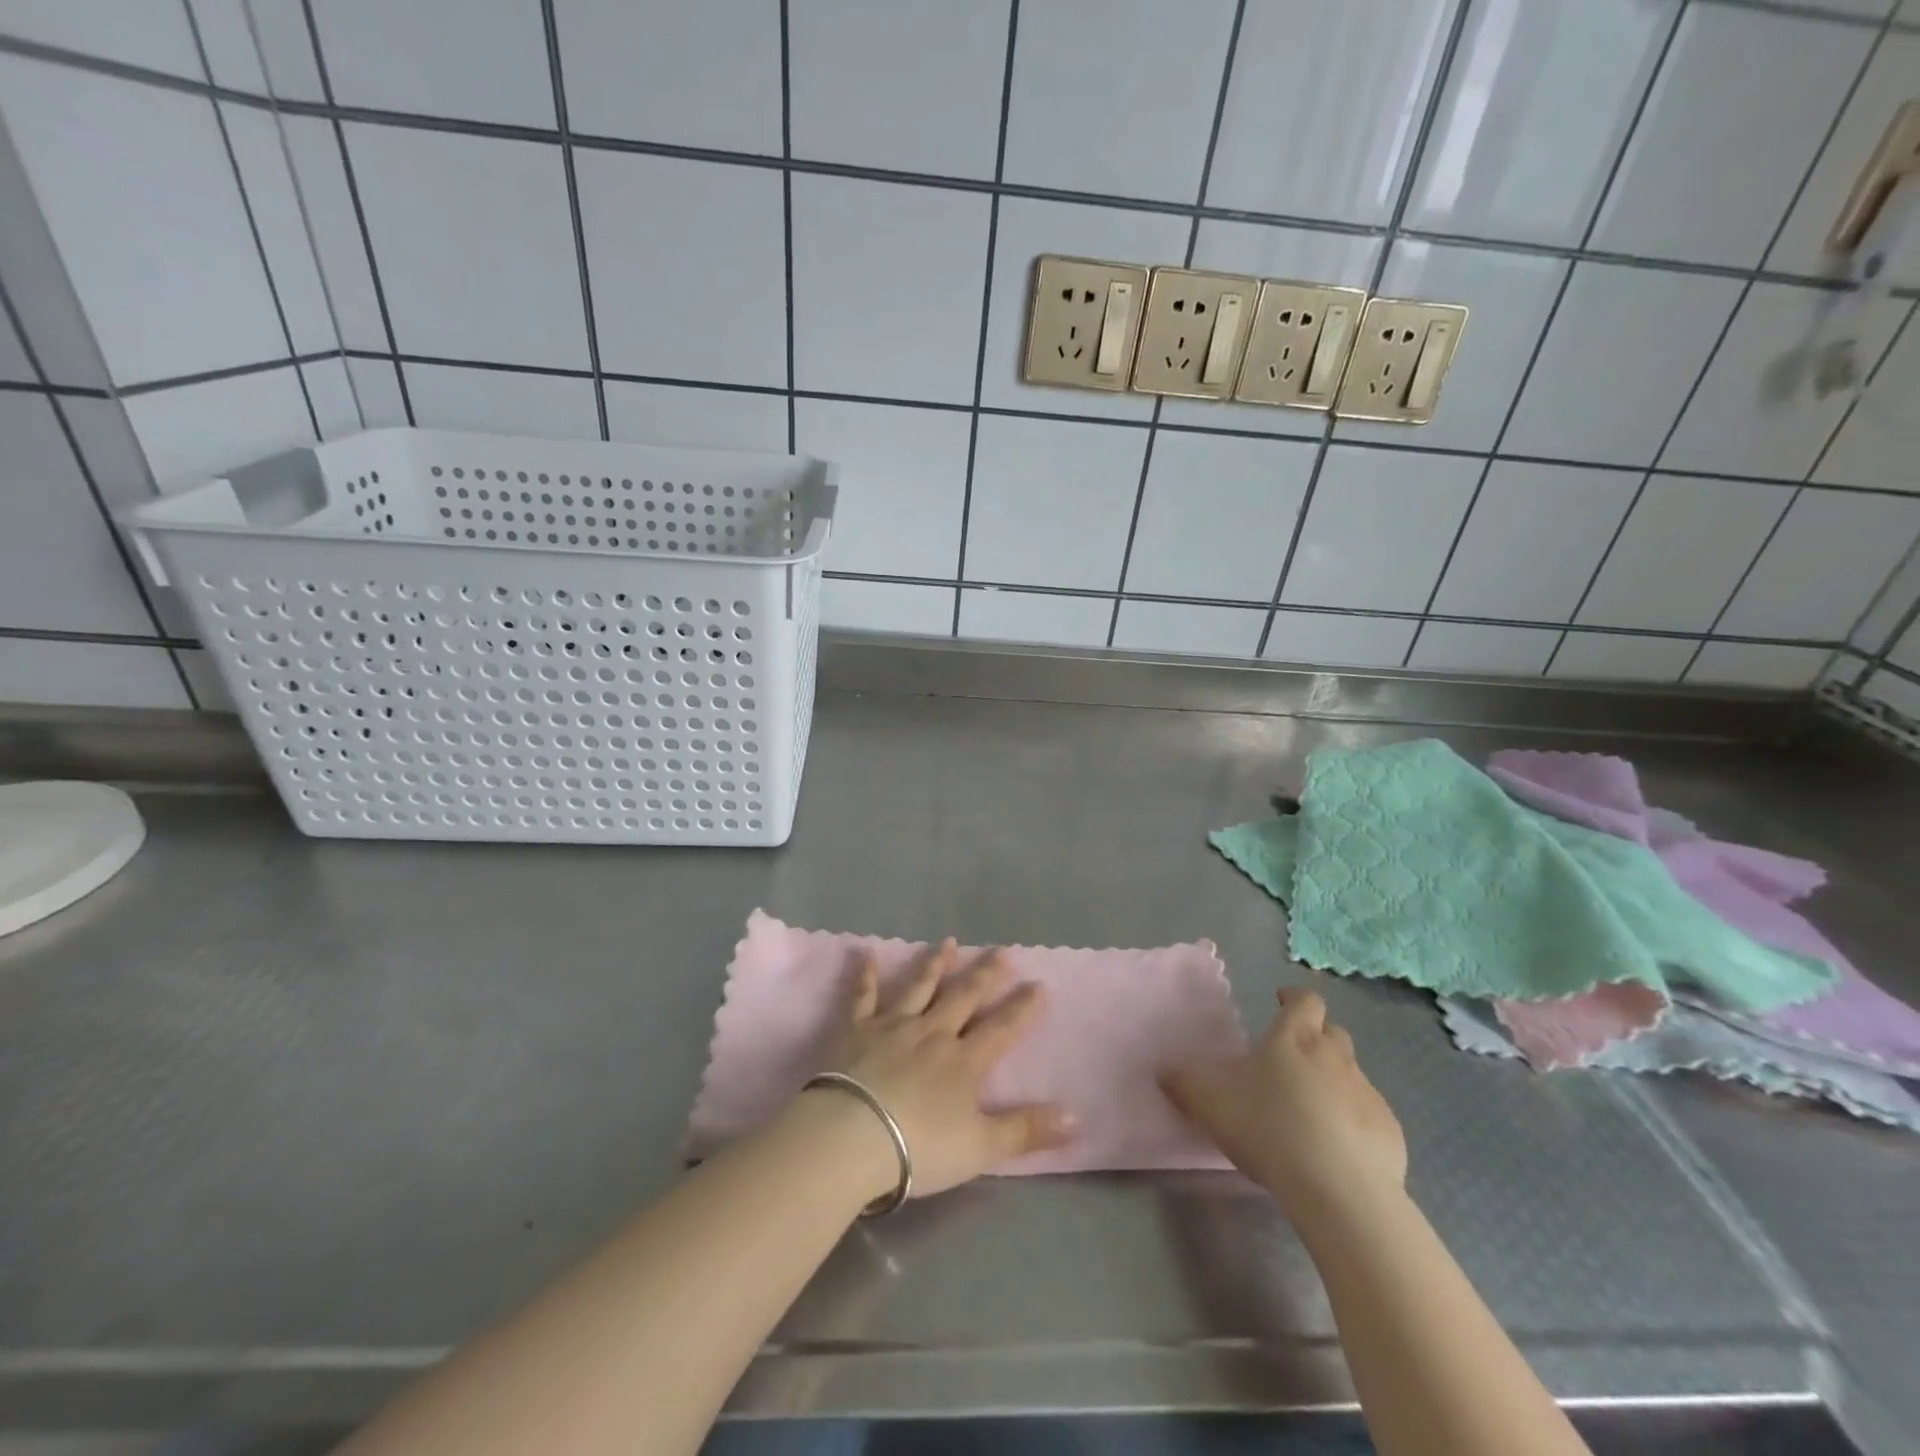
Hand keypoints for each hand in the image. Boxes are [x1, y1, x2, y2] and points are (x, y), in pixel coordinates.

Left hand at [823, 939, 1072, 1200]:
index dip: (1022, 1009)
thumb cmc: (919, 1148)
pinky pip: (863, 996)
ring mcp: (893, 1026)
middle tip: (1001, 951)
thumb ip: (1026, 1130)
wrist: (852, 1138)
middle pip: (964, 997)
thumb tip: (1076, 1118)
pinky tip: (866, 953)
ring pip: (919, 987)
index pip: (1001, 1029)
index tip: (1038, 985)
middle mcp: (932, 1033)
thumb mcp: (981, 1147)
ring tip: (950, 943)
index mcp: (964, 1061)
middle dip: (985, 975)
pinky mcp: (856, 1030)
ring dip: (936, 964)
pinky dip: (866, 975)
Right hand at [1160, 988, 1405, 1216]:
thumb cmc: (1269, 1128)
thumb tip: (1163, 1068)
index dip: (1294, 998)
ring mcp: (1367, 1093)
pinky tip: (1335, 1148)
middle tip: (1291, 1061)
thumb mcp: (1210, 1103)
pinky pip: (1369, 1115)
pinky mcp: (1390, 1132)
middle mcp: (1335, 1056)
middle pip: (1332, 1033)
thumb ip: (1184, 1082)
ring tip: (1310, 1111)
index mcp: (1294, 1038)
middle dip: (1315, 1038)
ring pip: (1351, 1074)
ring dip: (1333, 1081)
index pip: (1305, 1001)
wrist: (1340, 1190)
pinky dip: (1353, 1121)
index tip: (1281, 1002)